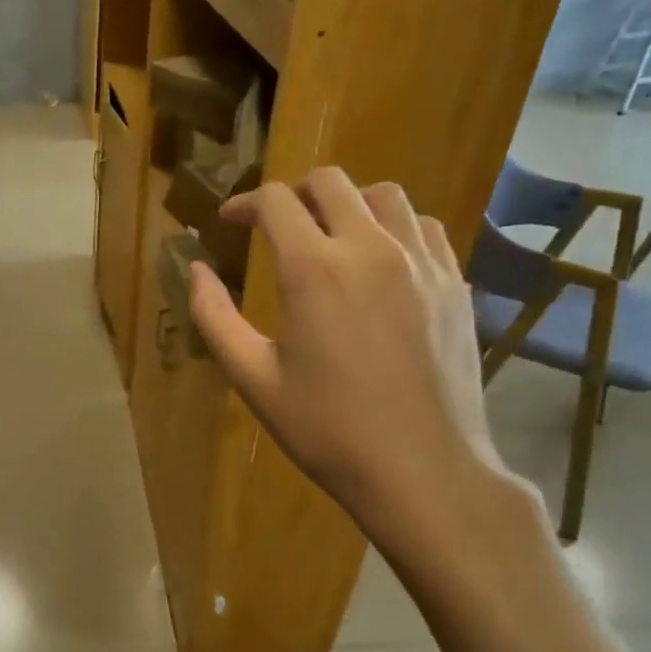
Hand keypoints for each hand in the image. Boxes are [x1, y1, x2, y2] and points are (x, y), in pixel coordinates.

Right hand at [188, 168, 516, 545]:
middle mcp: (372, 248)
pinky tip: (381, 261)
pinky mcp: (455, 283)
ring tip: (330, 235)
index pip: (276, 202)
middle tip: (276, 224)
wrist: (421, 469)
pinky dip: (393, 227)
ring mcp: (422, 262)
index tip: (230, 220)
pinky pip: (424, 227)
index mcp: (315, 270)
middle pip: (331, 182)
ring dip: (347, 203)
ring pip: (385, 196)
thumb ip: (214, 317)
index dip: (245, 202)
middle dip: (294, 193)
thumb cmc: (326, 429)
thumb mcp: (253, 378)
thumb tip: (195, 269)